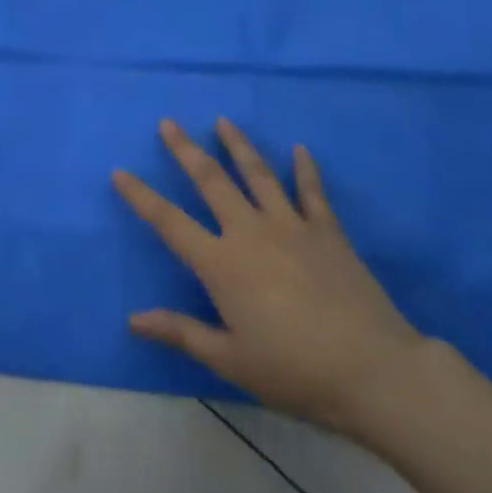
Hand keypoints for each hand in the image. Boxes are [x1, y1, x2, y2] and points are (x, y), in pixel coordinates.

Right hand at [113, 117, 425, 438]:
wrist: (371, 369)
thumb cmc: (295, 371)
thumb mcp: (230, 361)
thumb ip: (182, 332)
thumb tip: (133, 318)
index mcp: (221, 263)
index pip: (169, 222)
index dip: (141, 196)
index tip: (120, 171)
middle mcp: (250, 231)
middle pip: (211, 180)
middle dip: (186, 149)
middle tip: (168, 123)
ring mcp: (290, 224)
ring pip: (257, 173)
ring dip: (237, 144)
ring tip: (222, 121)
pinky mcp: (326, 229)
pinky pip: (311, 190)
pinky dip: (304, 168)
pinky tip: (299, 149)